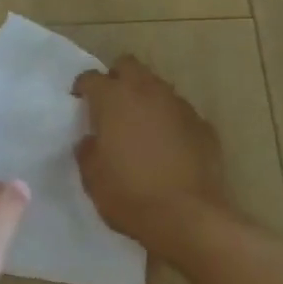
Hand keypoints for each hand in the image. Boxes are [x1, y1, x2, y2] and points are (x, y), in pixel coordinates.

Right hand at [74, 57, 228, 255]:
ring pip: (157, 87)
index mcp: (114, 100)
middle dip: (116, 78)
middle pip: (129, 66)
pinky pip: (179, 113)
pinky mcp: (203, 126)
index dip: (82, 88)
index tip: (78, 103)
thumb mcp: (92, 177)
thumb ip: (88, 151)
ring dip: (144, 99)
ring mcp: (180, 107)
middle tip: (109, 105)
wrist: (188, 217)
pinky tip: (166, 147)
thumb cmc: (129, 195)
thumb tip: (92, 140)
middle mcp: (148, 93)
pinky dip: (168, 122)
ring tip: (138, 127)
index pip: (91, 77)